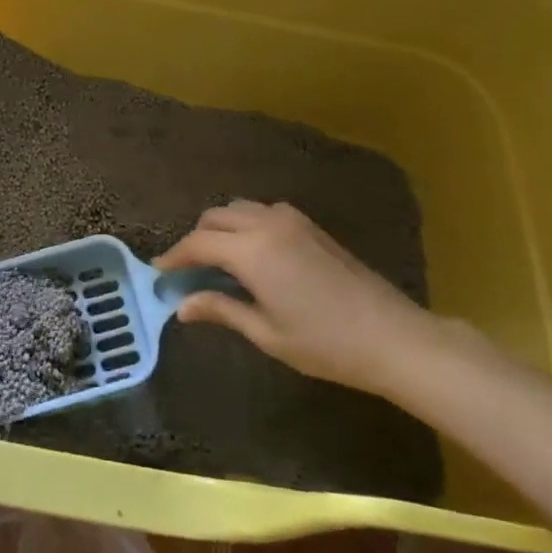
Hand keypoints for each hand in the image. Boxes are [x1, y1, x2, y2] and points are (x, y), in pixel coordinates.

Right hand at [155, 200, 447, 398]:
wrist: (392, 336)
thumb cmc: (325, 343)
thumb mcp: (267, 333)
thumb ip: (222, 310)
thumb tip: (183, 306)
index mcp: (251, 251)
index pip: (198, 243)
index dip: (174, 257)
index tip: (159, 272)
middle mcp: (267, 223)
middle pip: (215, 217)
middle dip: (195, 239)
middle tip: (186, 270)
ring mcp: (292, 220)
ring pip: (239, 209)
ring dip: (220, 228)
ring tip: (216, 261)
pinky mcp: (310, 225)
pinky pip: (264, 212)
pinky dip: (245, 224)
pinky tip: (251, 254)